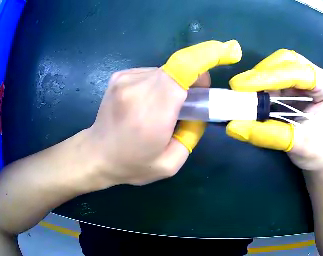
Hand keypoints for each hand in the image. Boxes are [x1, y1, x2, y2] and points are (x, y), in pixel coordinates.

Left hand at [87, 40, 241, 185]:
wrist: (96, 155)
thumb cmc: (132, 165)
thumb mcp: (170, 163)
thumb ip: (192, 134)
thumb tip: (198, 110)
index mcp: (152, 111)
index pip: (184, 67)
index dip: (208, 55)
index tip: (226, 53)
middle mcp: (137, 87)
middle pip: (178, 68)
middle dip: (193, 80)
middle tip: (192, 103)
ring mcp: (125, 78)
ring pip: (164, 72)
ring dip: (173, 86)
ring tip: (163, 110)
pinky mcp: (120, 76)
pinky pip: (150, 74)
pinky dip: (157, 86)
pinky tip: (146, 105)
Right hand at [226, 49, 322, 170]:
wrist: (320, 158)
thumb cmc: (317, 152)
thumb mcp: (297, 145)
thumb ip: (268, 134)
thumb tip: (233, 127)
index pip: (299, 72)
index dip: (269, 77)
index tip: (240, 85)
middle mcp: (320, 76)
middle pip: (287, 60)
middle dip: (263, 73)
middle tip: (240, 88)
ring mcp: (308, 78)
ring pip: (279, 65)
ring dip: (259, 78)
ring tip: (243, 93)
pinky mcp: (296, 84)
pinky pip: (274, 76)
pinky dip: (260, 85)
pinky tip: (251, 95)